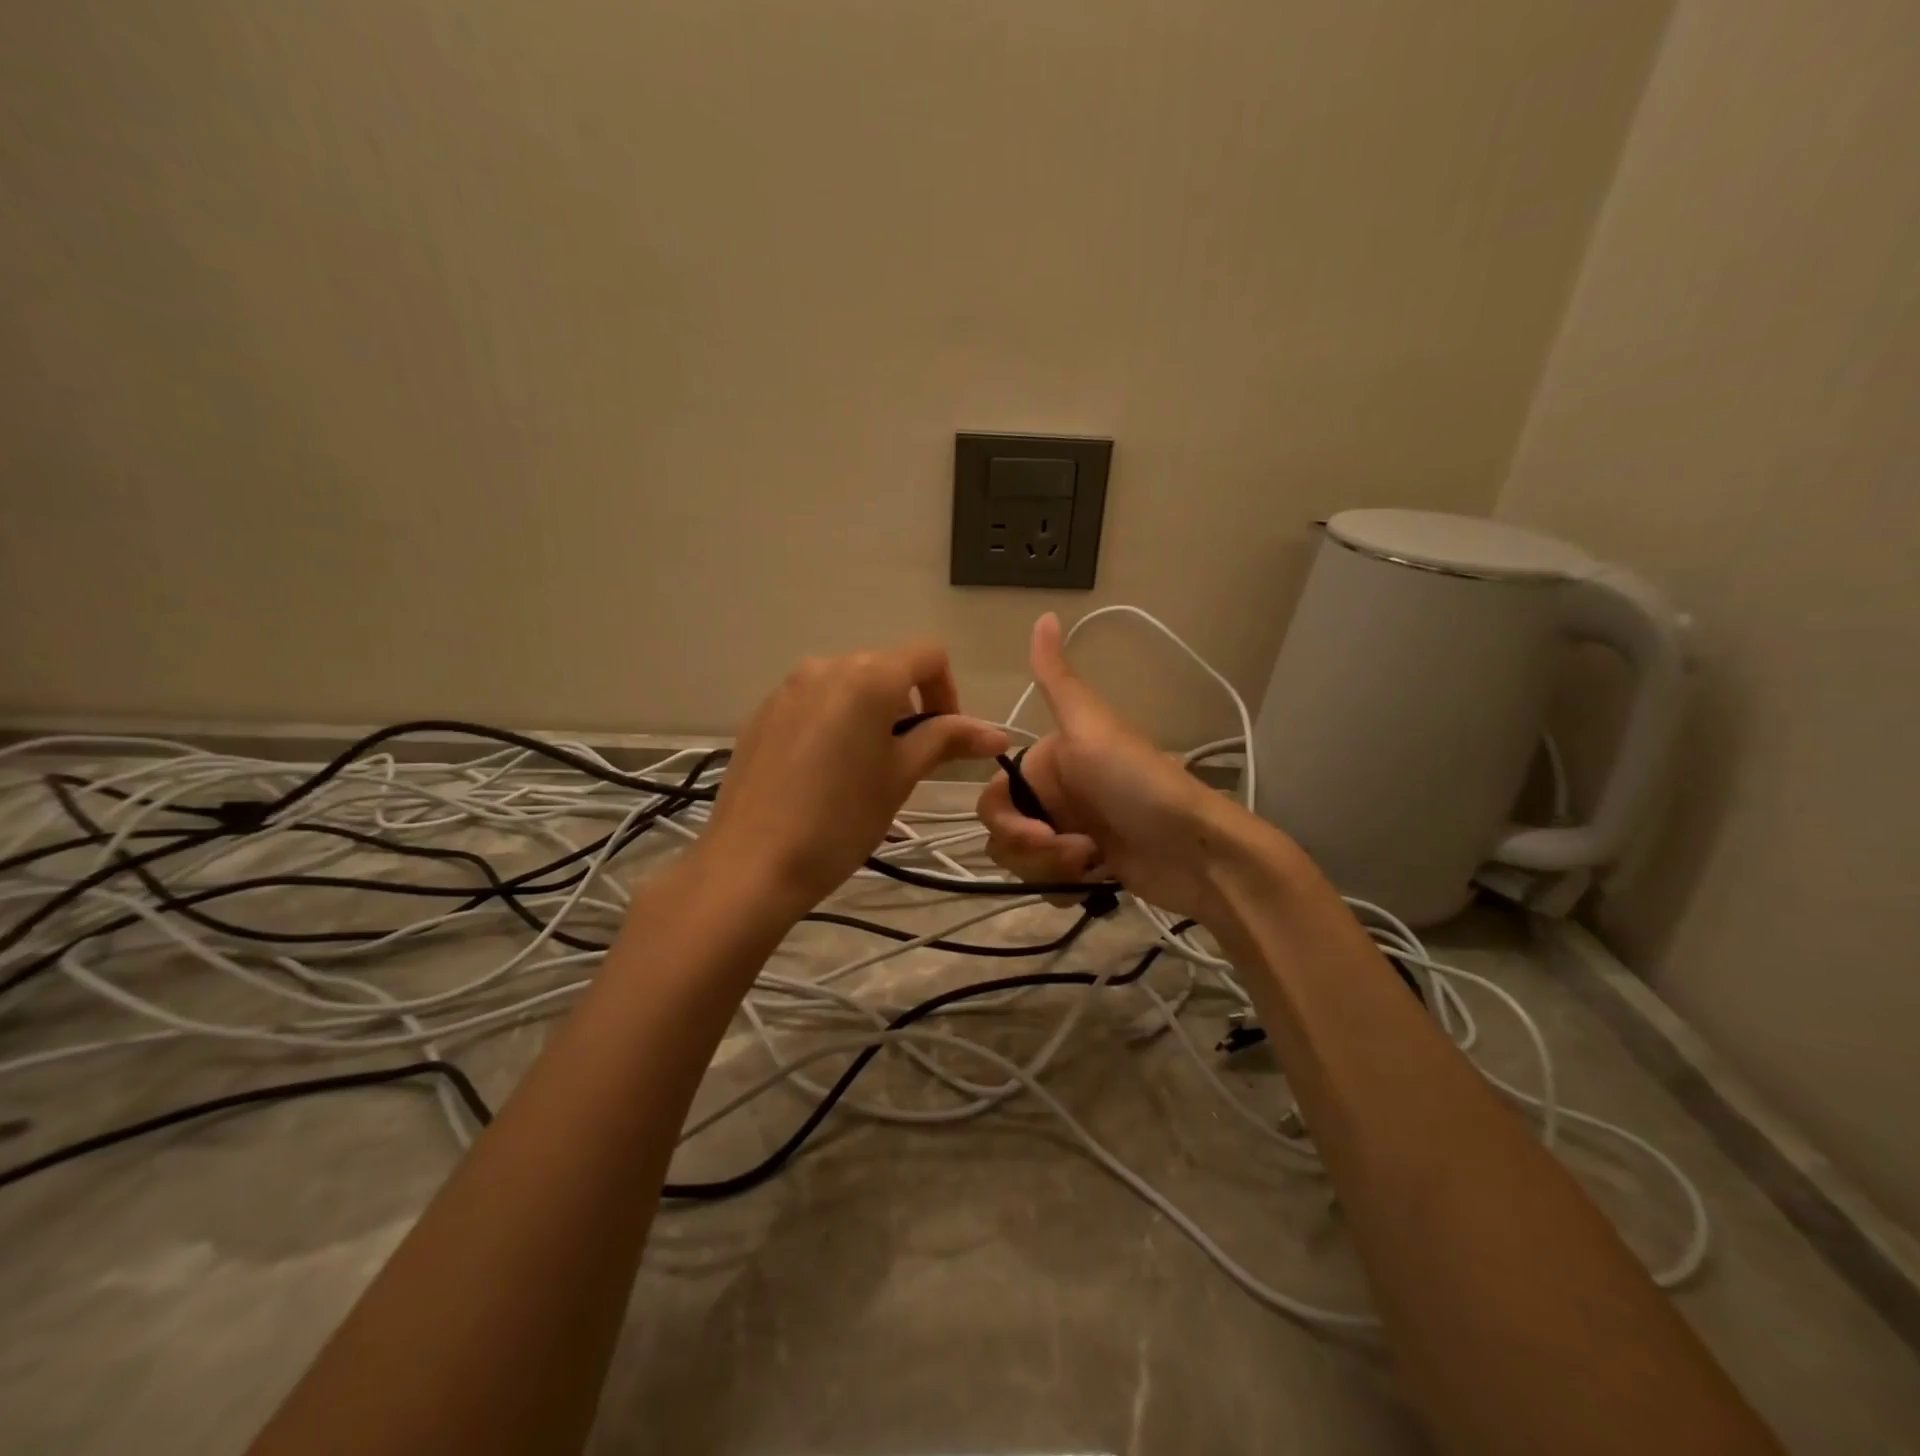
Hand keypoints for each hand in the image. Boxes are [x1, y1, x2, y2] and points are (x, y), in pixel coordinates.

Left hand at [699, 641, 1008, 914]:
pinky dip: (834, 723)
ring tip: (864, 770)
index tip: (942, 741)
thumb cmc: (841, 819)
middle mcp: (825, 666)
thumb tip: (998, 733)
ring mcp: (788, 688)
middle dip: (909, 707)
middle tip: (906, 763)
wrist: (752, 863)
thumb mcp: (901, 776)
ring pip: (848, 686)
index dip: (948, 693)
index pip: (928, 656)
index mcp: (867, 676)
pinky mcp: (762, 713)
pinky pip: (813, 703)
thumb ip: (947, 741)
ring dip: (872, 715)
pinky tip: (823, 774)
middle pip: (886, 668)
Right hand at [978, 613, 1254, 919]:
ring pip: (1022, 861)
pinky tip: (1096, 881)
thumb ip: (1057, 680)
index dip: (1007, 819)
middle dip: (1031, 850)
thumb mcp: (1092, 727)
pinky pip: (1046, 883)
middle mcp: (1055, 795)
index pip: (995, 796)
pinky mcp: (1086, 869)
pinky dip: (1063, 886)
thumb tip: (1045, 613)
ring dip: (1051, 868)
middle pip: (1004, 832)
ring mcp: (1070, 833)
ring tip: (1094, 863)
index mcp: (1050, 761)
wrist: (1200, 851)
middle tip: (1077, 852)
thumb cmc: (1141, 784)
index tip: (1040, 832)